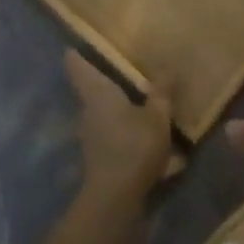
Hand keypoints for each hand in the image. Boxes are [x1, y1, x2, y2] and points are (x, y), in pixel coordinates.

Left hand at [67, 50, 172, 199]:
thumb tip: (167, 68)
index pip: (76, 65)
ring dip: (117, 110)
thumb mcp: (157, 117)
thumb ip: (161, 93)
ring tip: (141, 104)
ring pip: (102, 114)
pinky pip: (111, 135)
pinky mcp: (98, 157)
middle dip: (105, 82)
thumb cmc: (133, 146)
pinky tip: (145, 139)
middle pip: (90, 89)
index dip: (78, 53)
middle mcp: (87, 110)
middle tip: (125, 70)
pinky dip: (124, 133)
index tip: (81, 43)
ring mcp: (90, 136)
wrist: (115, 200)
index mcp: (97, 92)